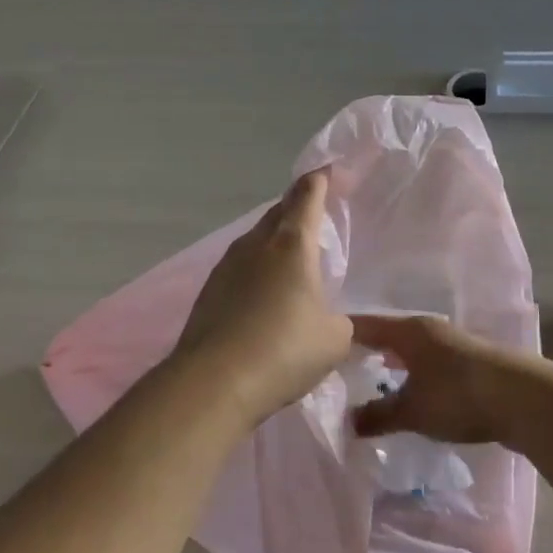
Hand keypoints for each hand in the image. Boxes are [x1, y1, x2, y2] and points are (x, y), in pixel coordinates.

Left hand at [169, 168, 354, 423]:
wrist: (214, 382)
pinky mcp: (209, 292)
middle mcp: (256, 245)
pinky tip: (265, 292)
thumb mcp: (334, 339)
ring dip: (275, 239)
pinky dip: (257, 268)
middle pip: (278, 212)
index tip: (330, 170)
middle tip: (316, 212)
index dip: (320, 179)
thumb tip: (334, 322)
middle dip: (297, 206)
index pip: (307, 195)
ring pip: (256, 239)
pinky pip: (240, 266)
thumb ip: (342, 323)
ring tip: (293, 255)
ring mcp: (226, 267)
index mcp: (292, 244)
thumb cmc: (285, 350)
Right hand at [350, 314, 528, 447]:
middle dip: (363, 350)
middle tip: (337, 368)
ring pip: (408, 349)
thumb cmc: (459, 396)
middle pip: (386, 335)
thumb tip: (347, 422)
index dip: (339, 336)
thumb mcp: (412, 411)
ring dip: (389, 362)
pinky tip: (407, 389)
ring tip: (368, 379)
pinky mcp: (466, 361)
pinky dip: (410, 372)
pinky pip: (425, 361)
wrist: (524, 399)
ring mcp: (450, 343)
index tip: (315, 348)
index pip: (363, 326)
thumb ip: (378, 415)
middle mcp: (428, 329)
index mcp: (408, 331)